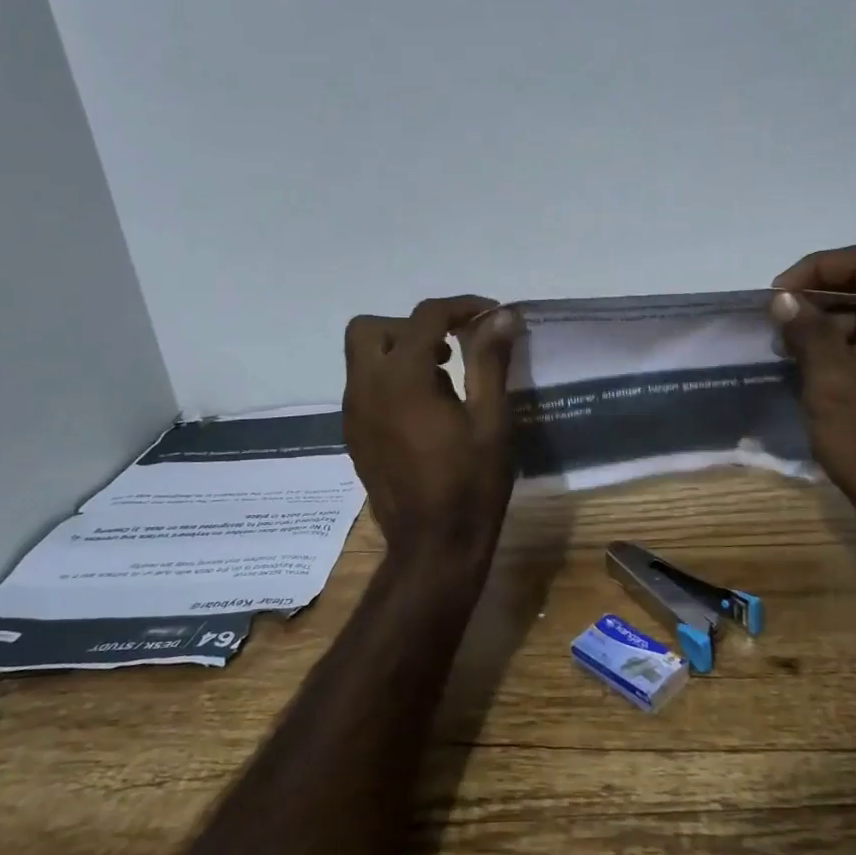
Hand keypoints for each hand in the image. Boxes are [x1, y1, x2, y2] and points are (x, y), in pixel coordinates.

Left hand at [343, 296, 518, 561]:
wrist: (433, 547)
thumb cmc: (471, 483)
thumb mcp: (491, 419)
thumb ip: (490, 361)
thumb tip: (501, 316)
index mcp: (403, 379)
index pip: (425, 317)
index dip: (461, 306)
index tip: (490, 315)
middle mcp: (366, 388)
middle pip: (372, 328)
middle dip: (412, 326)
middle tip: (451, 347)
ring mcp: (354, 414)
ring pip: (362, 357)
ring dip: (399, 351)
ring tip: (444, 379)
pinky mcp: (354, 435)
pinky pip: (364, 386)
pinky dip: (389, 378)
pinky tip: (424, 409)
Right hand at [770, 244, 855, 542]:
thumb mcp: (833, 386)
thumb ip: (809, 331)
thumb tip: (784, 299)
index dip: (818, 269)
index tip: (779, 296)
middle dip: (823, 297)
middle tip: (780, 322)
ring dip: (834, 323)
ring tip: (792, 347)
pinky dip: (852, 346)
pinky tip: (818, 367)